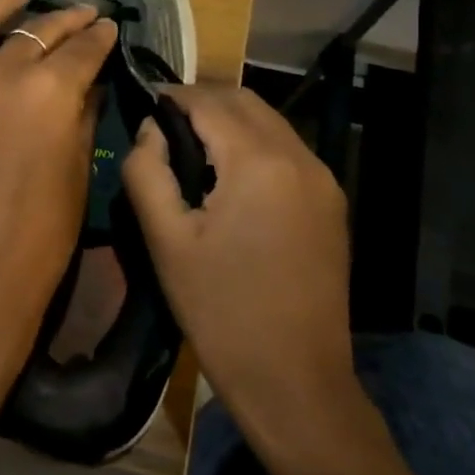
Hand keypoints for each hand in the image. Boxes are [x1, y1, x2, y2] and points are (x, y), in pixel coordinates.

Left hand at [0, 0, 117, 384]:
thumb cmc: (39, 238)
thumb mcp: (78, 172)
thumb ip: (81, 114)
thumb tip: (85, 81)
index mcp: (52, 92)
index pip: (84, 50)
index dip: (101, 37)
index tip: (108, 29)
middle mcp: (2, 72)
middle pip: (39, 32)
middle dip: (66, 21)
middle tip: (81, 16)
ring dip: (5, 3)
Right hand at [122, 86, 364, 442]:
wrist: (295, 380)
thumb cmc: (220, 310)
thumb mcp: (166, 240)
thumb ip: (147, 171)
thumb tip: (149, 130)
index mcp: (258, 162)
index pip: (210, 102)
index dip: (173, 95)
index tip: (144, 100)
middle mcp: (300, 158)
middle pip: (246, 101)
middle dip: (203, 99)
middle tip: (163, 120)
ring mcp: (323, 180)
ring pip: (270, 122)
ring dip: (230, 118)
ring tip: (190, 143)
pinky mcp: (331, 204)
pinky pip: (287, 150)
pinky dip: (254, 143)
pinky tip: (228, 172)